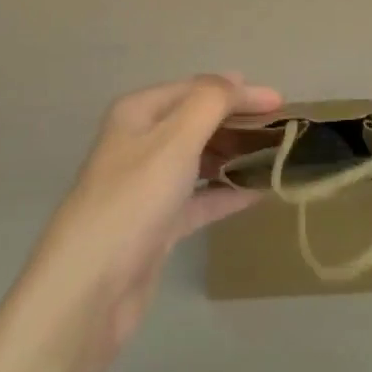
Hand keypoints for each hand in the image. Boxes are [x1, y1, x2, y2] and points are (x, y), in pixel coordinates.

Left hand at [31, 74, 281, 350]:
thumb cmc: (134, 200)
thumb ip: (210, 103)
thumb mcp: (175, 139)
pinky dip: (227, 193)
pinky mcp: (157, 225)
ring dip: (234, 156)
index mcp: (139, 113)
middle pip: (198, 121)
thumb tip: (236, 80)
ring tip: (276, 157)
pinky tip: (258, 193)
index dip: (238, 91)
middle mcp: (141, 142)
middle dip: (237, 122)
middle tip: (282, 129)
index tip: (280, 102)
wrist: (89, 290)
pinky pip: (200, 198)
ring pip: (200, 159)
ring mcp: (148, 185)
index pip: (197, 89)